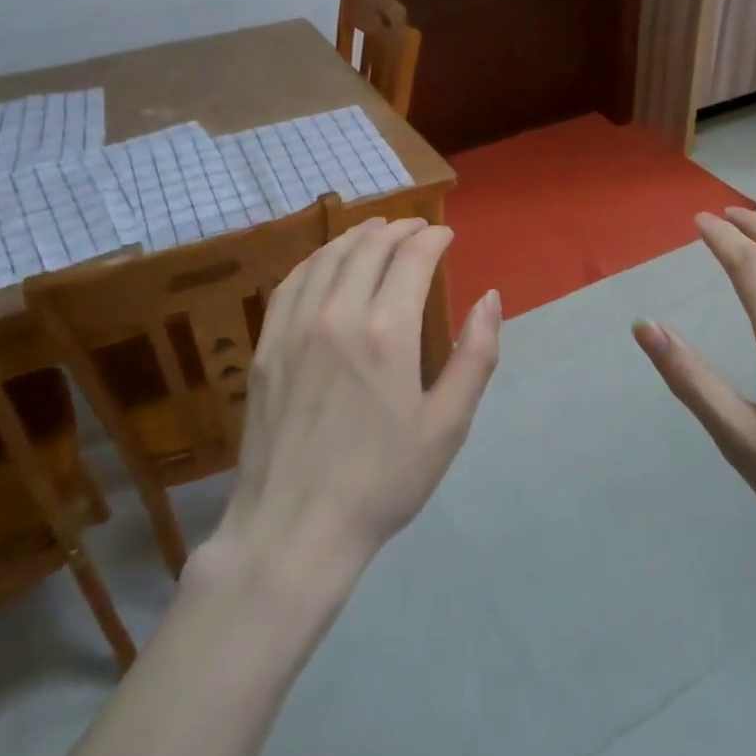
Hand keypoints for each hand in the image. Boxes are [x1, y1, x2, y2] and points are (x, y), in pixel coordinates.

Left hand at [219, 218, 501, 578]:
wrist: (295, 528)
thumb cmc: (383, 481)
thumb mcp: (448, 425)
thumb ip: (475, 355)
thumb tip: (490, 298)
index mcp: (387, 331)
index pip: (412, 258)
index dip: (433, 238)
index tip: (446, 235)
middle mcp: (337, 314)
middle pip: (369, 248)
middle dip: (398, 229)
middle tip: (417, 227)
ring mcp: (294, 328)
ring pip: (327, 258)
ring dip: (356, 236)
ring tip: (376, 229)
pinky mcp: (265, 347)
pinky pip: (290, 283)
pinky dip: (314, 260)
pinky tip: (325, 262)